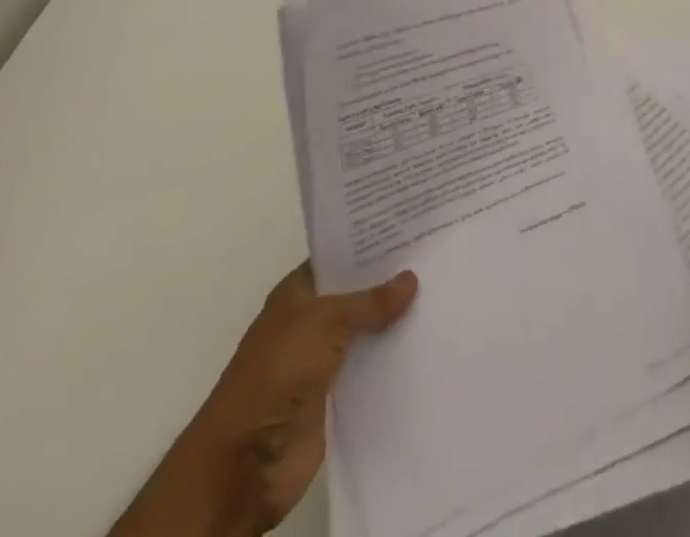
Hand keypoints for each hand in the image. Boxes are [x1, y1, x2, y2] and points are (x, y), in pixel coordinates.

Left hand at [115, 262, 416, 536]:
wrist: (246, 462)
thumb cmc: (277, 373)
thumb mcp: (324, 322)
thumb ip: (369, 301)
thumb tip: (410, 278)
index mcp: (297, 294)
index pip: (339, 258)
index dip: (371, 244)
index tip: (412, 227)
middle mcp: (310, 322)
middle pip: (356, 294)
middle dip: (391, 281)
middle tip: (437, 256)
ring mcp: (321, 361)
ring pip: (367, 332)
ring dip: (396, 322)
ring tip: (444, 295)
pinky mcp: (334, 398)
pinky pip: (370, 370)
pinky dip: (393, 360)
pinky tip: (428, 343)